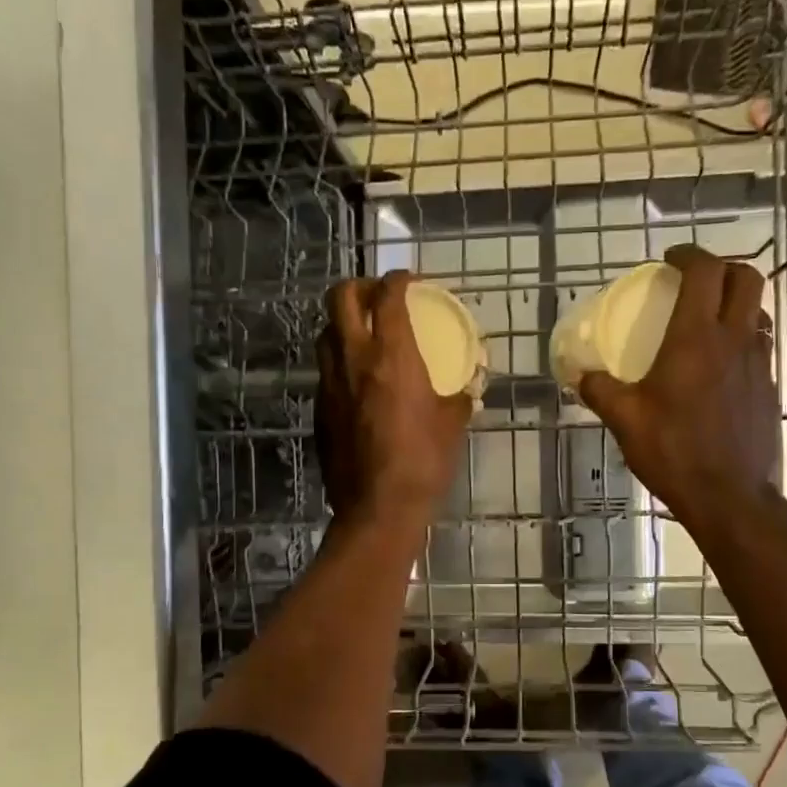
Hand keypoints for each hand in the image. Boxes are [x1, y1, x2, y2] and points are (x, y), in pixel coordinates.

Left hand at [318, 271, 472, 528]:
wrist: (378, 507)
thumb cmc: (424, 461)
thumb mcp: (453, 425)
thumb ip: (458, 397)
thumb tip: (467, 390)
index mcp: (391, 354)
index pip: (387, 295)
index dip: (399, 279)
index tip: (410, 281)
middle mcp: (353, 359)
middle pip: (340, 297)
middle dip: (359, 286)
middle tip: (379, 297)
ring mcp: (329, 383)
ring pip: (325, 332)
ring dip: (344, 323)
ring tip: (365, 336)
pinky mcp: (319, 409)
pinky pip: (325, 370)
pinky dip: (340, 361)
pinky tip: (359, 383)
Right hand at [577, 244, 779, 535]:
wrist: (729, 495)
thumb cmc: (673, 452)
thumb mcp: (625, 421)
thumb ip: (600, 391)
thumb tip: (581, 375)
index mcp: (695, 338)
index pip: (704, 272)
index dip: (689, 254)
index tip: (670, 259)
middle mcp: (734, 340)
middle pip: (745, 278)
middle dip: (722, 268)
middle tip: (696, 280)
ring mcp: (758, 363)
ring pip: (758, 311)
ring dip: (736, 303)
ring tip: (710, 320)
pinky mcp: (769, 387)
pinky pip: (760, 346)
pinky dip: (742, 338)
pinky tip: (721, 365)